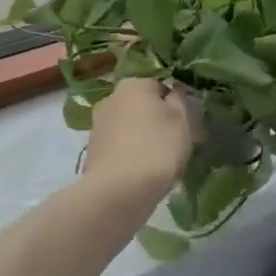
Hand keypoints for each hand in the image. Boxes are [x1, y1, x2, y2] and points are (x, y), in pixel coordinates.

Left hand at [83, 77, 192, 204]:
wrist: (118, 191)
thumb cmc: (157, 149)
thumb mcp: (182, 121)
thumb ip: (179, 101)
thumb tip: (172, 94)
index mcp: (133, 84)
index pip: (159, 87)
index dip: (174, 105)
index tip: (183, 125)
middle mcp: (110, 98)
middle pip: (140, 106)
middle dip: (154, 120)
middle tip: (172, 143)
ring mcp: (97, 125)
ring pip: (127, 127)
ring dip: (139, 138)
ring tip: (156, 162)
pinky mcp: (91, 150)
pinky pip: (117, 147)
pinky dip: (127, 155)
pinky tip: (138, 172)